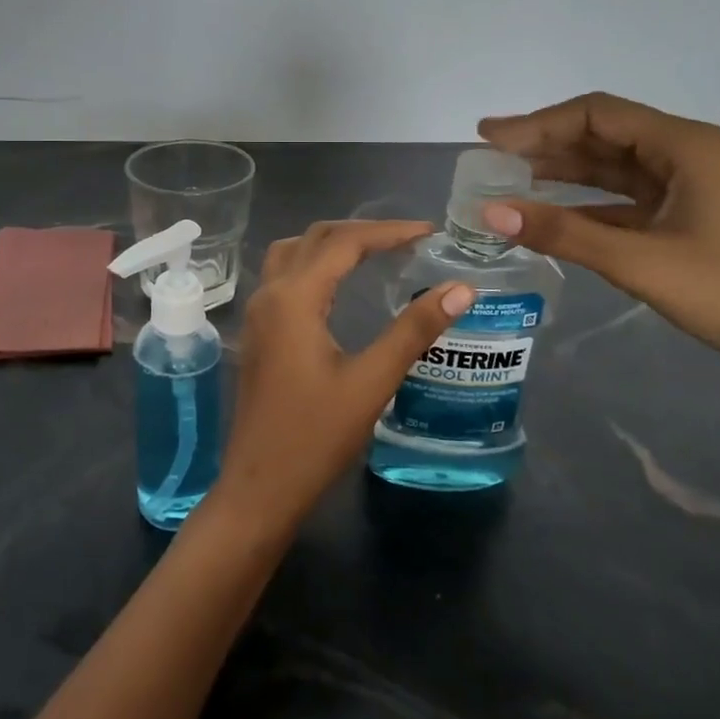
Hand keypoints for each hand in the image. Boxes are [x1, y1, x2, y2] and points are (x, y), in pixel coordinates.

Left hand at [213, 220, 472, 533]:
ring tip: (375, 252)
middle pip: (315, 238)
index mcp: (294, 298)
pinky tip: (339, 286)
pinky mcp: (258, 333)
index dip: (388, 231)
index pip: (344, 242)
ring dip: (332, 243)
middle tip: (408, 240)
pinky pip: (285, 276)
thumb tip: (461, 289)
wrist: (259, 487)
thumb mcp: (371, 382)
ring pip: (293, 253)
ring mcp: (258, 313)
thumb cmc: (315, 437)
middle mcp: (270, 295)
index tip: (429, 232)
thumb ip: (413, 331)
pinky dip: (315, 264)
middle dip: (363, 232)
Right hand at [478, 92, 719, 390]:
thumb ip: (563, 232)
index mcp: (684, 144)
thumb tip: (491, 213)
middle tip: (489, 157)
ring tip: (508, 181)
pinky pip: (623, 201)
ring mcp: (688, 188)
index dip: (537, 123)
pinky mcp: (685, 220)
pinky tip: (549, 217)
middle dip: (544, 143)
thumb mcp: (639, 260)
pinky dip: (584, 205)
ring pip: (611, 168)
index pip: (596, 114)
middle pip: (602, 135)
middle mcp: (685, 155)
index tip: (489, 138)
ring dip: (561, 172)